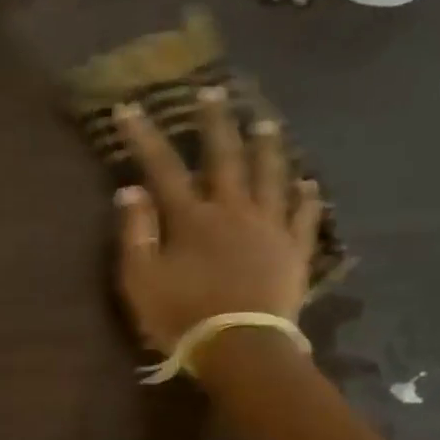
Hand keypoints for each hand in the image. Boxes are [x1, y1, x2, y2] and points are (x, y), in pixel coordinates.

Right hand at [112, 89, 323, 354]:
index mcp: (193, 218)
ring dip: (267, 147)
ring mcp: (270, 228)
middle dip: (215, 123)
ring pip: (271, 176)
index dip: (145, 137)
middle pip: (225, 158)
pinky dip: (307, 198)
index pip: (164, 168)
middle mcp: (234, 211)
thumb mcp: (141, 280)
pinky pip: (304, 217)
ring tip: (266, 122)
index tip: (130, 108)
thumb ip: (135, 233)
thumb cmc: (183, 317)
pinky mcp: (294, 251)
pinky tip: (309, 182)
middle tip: (213, 91)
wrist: (241, 348)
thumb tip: (130, 189)